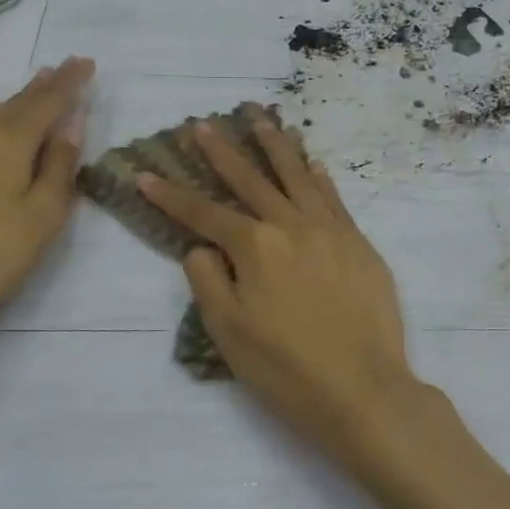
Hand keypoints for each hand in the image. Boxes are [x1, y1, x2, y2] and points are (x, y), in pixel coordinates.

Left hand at [0, 58, 93, 344]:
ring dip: (17, 100)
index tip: (88, 63)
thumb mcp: (44, 214)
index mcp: (8, 143)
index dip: (70, 83)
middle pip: (17, 103)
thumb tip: (71, 124)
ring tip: (35, 86)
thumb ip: (59, 165)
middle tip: (66, 67)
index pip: (48, 102)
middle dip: (45, 84)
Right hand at [138, 114, 453, 476]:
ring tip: (259, 119)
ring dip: (275, 147)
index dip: (171, 195)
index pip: (204, 214)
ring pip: (297, 177)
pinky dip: (319, 177)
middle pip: (251, 181)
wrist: (364, 389)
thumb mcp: (229, 332)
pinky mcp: (359, 243)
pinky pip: (334, 198)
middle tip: (203, 124)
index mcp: (255, 247)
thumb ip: (208, 281)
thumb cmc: (287, 369)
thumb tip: (202, 246)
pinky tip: (312, 163)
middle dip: (222, 152)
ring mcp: (331, 230)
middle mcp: (292, 226)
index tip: (145, 174)